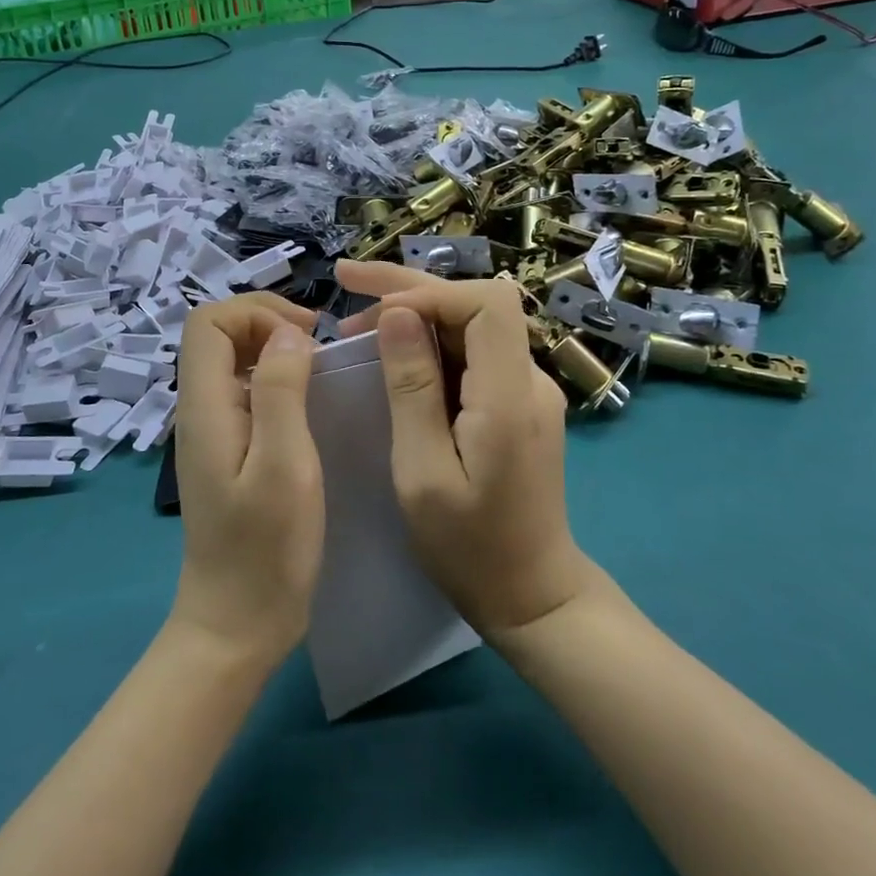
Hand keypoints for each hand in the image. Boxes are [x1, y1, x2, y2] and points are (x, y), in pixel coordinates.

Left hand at [169, 293, 323, 668]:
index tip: (306, 334)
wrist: (236, 623)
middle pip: (217, 335)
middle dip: (266, 323)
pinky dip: (273, 379)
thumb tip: (287, 333)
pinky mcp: (226, 452)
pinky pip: (242, 392)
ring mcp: (210, 432)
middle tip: (317, 345)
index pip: (208, 323)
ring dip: (272, 350)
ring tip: (318, 368)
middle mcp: (199, 411)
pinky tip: (306, 404)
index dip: (256, 312)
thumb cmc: (266, 548)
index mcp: (205, 407)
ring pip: (230, 362)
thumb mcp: (284, 464)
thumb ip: (280, 390)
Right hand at [336, 260, 593, 638]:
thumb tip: (397, 313)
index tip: (373, 309)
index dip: (428, 291)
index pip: (487, 303)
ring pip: (469, 325)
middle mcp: (528, 379)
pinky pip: (470, 354)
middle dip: (409, 288)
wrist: (531, 595)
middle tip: (344, 281)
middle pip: (475, 305)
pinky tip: (390, 353)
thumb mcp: (422, 472)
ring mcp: (526, 389)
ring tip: (353, 323)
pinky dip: (427, 344)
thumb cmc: (469, 546)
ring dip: (414, 315)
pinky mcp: (516, 402)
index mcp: (510, 396)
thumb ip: (412, 388)